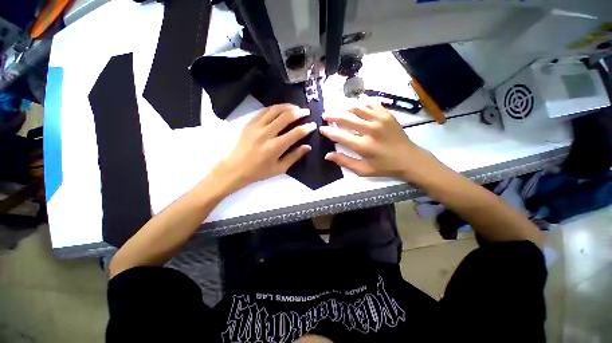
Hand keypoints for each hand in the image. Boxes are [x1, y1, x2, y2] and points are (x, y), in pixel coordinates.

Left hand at [212, 104, 315, 191]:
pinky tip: (280, 108)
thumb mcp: (280, 168)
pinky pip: (263, 111)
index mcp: (275, 147)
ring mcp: (256, 126)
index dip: (307, 127)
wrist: (235, 169)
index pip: (296, 133)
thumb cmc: (259, 172)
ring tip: (296, 107)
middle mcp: (266, 133)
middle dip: (299, 112)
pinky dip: (274, 108)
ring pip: (275, 110)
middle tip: (306, 111)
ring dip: (287, 106)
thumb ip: (294, 156)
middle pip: (286, 117)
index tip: (313, 124)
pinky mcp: (249, 123)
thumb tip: (308, 147)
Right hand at [320, 101, 441, 181]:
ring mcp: (380, 120)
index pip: (340, 135)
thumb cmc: (384, 167)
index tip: (322, 128)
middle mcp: (370, 130)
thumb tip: (327, 155)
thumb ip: (344, 161)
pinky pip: (371, 104)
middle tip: (325, 116)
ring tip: (338, 109)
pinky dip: (362, 103)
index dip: (328, 131)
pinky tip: (356, 106)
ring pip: (357, 108)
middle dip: (332, 116)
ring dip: (345, 107)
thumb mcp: (363, 170)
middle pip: (346, 118)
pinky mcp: (387, 115)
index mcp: (363, 146)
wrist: (410, 159)